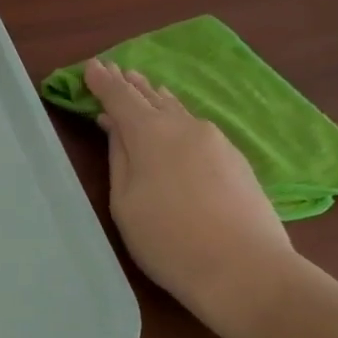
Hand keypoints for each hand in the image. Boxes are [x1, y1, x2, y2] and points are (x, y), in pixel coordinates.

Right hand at [84, 59, 295, 329]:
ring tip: (143, 87)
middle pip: (151, 97)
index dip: (103, 81)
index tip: (90, 67)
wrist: (247, 271)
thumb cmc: (169, 240)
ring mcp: (215, 140)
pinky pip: (196, 126)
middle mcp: (183, 126)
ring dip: (156, 98)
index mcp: (150, 133)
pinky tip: (176, 121)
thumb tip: (115, 127)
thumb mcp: (125, 202)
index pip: (120, 96)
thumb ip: (119, 159)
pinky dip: (177, 117)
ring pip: (177, 110)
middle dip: (130, 84)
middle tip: (115, 70)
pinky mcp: (236, 158)